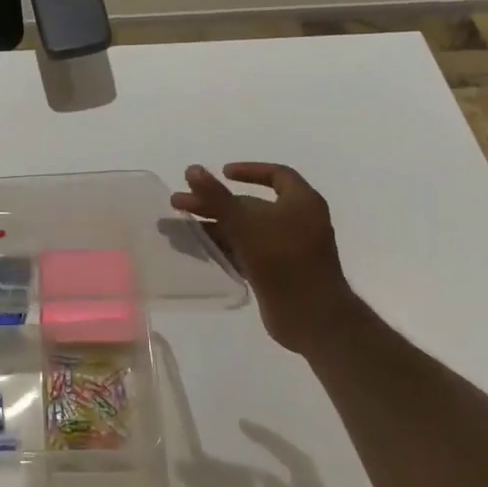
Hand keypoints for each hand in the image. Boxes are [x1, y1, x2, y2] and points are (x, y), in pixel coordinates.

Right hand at [171, 163, 352, 353]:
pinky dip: (222, 248)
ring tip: (176, 228)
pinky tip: (197, 250)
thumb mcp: (246, 224)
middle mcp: (296, 221)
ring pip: (244, 230)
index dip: (248, 171)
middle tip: (177, 203)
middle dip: (213, 203)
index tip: (220, 173)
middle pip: (250, 204)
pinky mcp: (277, 272)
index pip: (276, 175)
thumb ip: (217, 197)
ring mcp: (287, 249)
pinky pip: (245, 252)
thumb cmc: (283, 261)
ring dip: (212, 227)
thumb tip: (192, 169)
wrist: (312, 317)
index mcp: (301, 202)